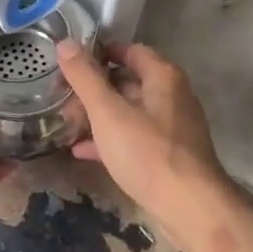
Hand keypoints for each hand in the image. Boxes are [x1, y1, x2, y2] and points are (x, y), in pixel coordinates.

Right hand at [55, 40, 235, 245]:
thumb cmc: (147, 153)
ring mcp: (172, 127)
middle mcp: (172, 95)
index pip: (129, 50)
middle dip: (93, 89)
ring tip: (66, 123)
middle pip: (127, 81)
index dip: (99, 53)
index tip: (69, 63)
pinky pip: (134, 137)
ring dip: (98, 115)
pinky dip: (109, 139)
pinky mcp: (168, 154)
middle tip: (62, 98)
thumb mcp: (108, 112)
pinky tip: (82, 151)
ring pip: (129, 111)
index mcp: (163, 77)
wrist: (190, 208)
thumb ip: (85, 77)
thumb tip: (65, 43)